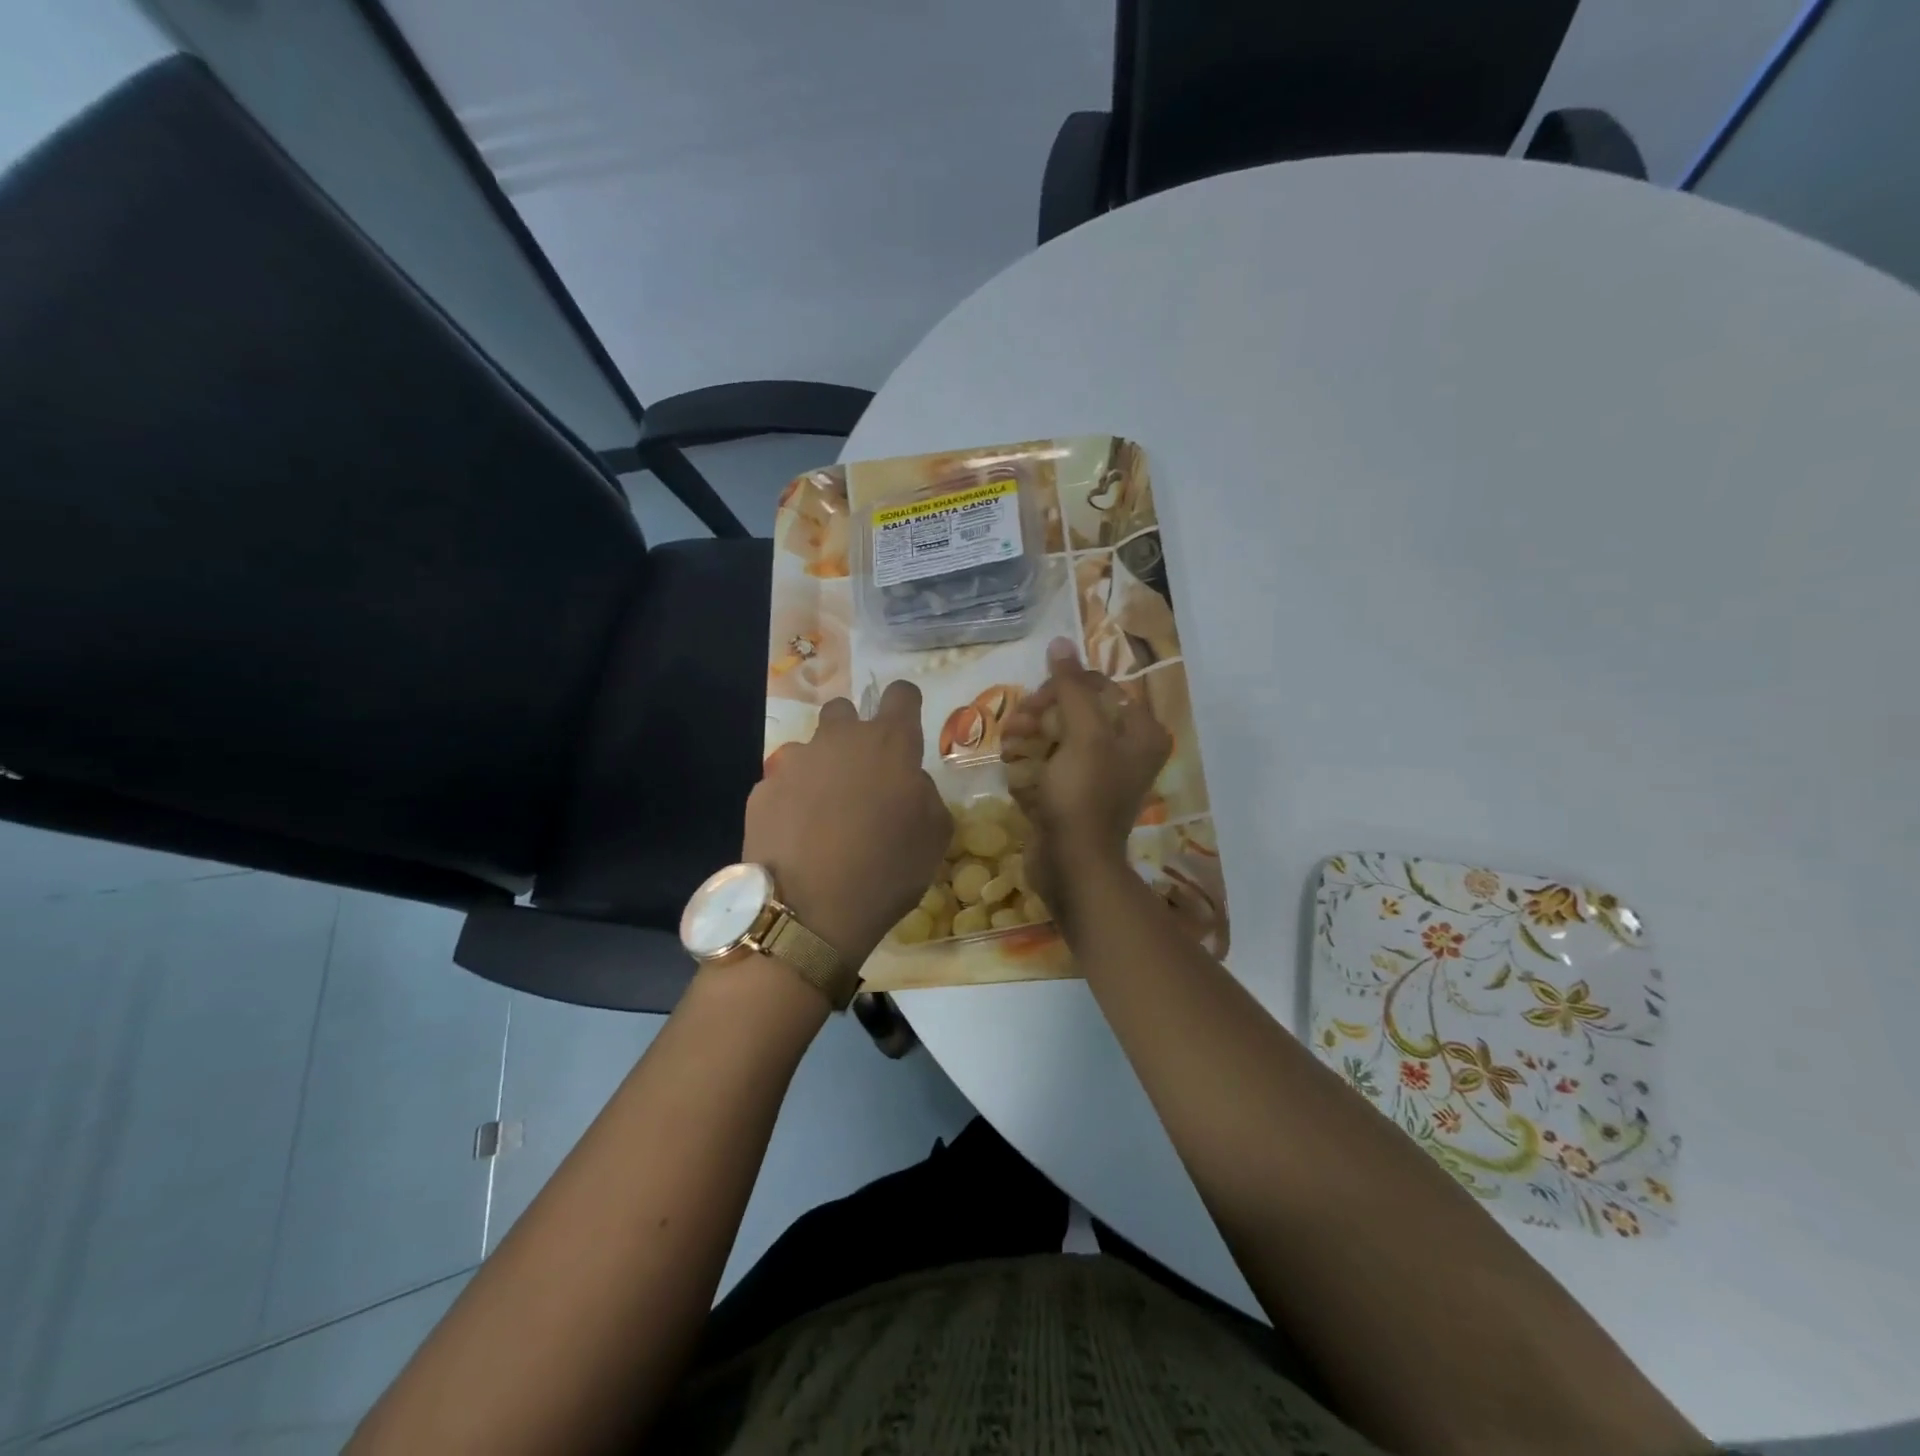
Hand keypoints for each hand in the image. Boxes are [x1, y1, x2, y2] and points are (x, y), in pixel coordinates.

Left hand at [745, 681, 951, 967]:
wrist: (807, 913)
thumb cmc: (886, 871)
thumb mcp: (935, 836)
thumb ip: (925, 793)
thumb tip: (907, 782)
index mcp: (889, 743)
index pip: (901, 694)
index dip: (906, 704)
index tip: (905, 727)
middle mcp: (839, 740)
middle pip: (845, 710)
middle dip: (854, 733)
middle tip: (862, 776)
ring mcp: (794, 762)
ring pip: (811, 750)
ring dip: (821, 770)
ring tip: (824, 817)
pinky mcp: (761, 790)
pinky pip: (784, 784)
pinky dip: (793, 801)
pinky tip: (797, 838)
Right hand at [999, 642, 1169, 912]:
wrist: (1071, 866)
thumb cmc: (1083, 796)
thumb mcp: (1082, 735)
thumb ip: (1071, 687)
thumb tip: (1061, 642)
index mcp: (1140, 732)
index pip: (1099, 687)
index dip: (1063, 688)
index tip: (1036, 702)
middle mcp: (1125, 749)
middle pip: (1075, 711)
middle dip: (1041, 715)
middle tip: (1016, 727)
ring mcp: (1098, 774)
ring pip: (1058, 736)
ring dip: (1029, 737)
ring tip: (1009, 749)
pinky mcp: (1074, 793)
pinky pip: (1049, 763)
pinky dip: (1030, 762)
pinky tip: (1014, 769)